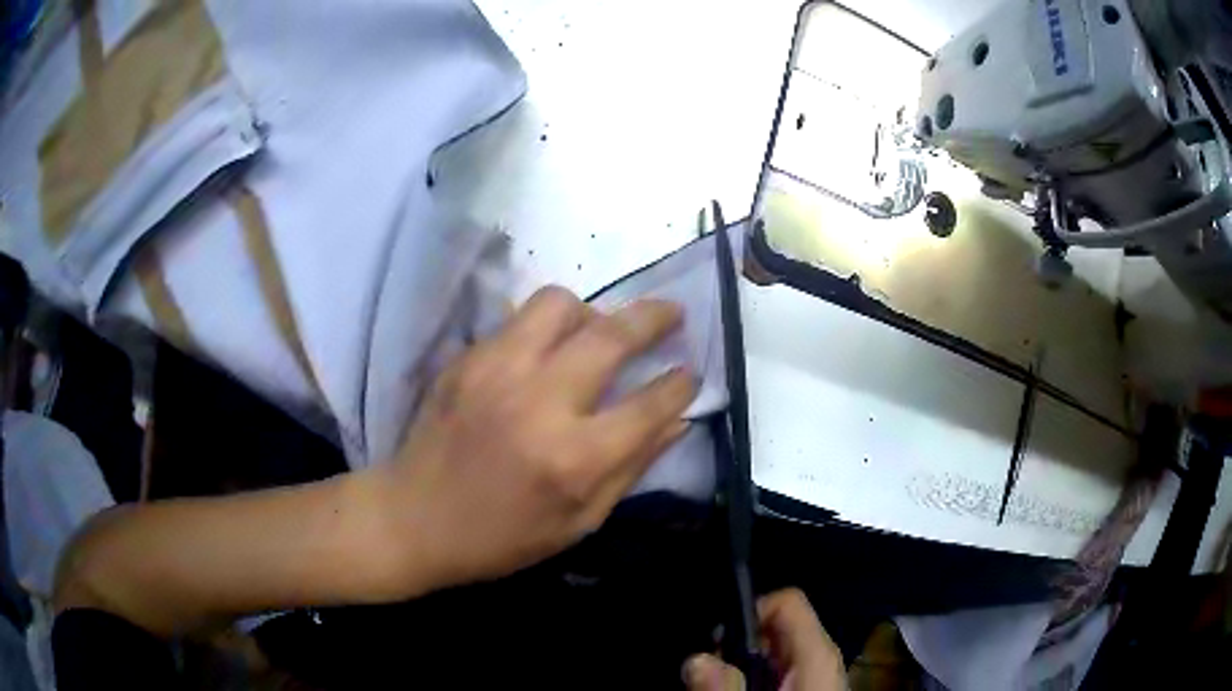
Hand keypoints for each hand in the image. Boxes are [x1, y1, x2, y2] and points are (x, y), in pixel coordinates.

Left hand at [372, 286, 696, 593]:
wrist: (412, 519)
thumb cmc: (500, 538)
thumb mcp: (578, 523)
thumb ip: (632, 468)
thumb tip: (677, 422)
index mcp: (572, 458)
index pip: (648, 405)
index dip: (680, 385)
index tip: (690, 374)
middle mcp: (538, 401)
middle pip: (611, 335)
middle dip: (655, 318)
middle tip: (673, 313)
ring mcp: (496, 371)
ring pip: (560, 304)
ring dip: (592, 312)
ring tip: (597, 332)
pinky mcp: (466, 359)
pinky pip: (518, 320)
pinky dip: (545, 329)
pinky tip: (545, 354)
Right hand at [684, 589, 846, 690]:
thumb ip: (725, 689)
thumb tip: (696, 660)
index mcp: (817, 655)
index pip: (788, 602)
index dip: (749, 612)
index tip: (716, 640)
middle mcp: (819, 658)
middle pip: (774, 628)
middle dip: (736, 645)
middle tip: (710, 673)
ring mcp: (815, 675)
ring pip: (771, 653)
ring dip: (739, 666)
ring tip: (718, 687)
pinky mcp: (806, 688)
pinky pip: (775, 673)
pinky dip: (751, 680)